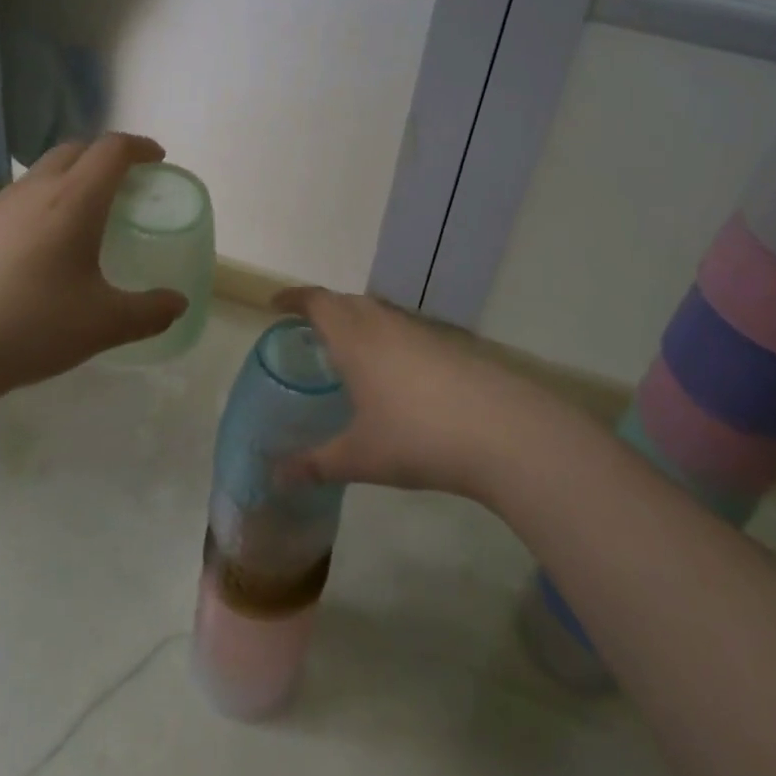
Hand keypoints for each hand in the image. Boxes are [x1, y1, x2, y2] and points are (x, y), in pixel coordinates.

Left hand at [0, 133, 187, 413]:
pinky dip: (42, 203)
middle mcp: (34, 190)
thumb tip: (177, 304)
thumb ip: (149, 312)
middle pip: (75, 150)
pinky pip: (17, 199)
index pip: (112, 149)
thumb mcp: (103, 324)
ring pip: (41, 173)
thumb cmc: (30, 326)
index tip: (158, 159)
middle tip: (126, 183)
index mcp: (74, 199)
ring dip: (71, 178)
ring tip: (85, 215)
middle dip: (105, 156)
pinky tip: (40, 248)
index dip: (139, 147)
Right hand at [270, 287, 561, 503]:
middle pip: (347, 301)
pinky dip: (385, 339)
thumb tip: (275, 476)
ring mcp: (421, 332)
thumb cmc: (416, 437)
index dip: (294, 299)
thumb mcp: (359, 457)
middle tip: (307, 332)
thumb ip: (314, 465)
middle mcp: (385, 324)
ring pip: (379, 314)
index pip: (317, 302)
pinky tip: (392, 375)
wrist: (500, 430)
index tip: (275, 305)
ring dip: (357, 322)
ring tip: (347, 352)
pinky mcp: (448, 346)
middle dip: (324, 309)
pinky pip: (403, 331)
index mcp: (355, 339)